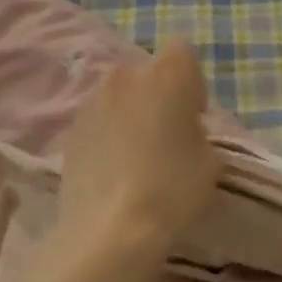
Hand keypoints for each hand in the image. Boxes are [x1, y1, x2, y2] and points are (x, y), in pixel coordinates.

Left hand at [57, 42, 220, 264]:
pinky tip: (113, 169)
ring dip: (130, 113)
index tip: (193, 117)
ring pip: (120, 96)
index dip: (191, 83)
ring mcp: (92, 100)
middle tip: (166, 137)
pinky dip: (107, 133)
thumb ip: (199, 132)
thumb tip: (183, 131)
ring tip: (136, 155)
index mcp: (166, 74)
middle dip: (159, 96)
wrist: (110, 229)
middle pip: (148, 73)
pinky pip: (98, 120)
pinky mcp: (70, 128)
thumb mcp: (210, 161)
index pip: (183, 52)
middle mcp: (125, 75)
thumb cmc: (172, 189)